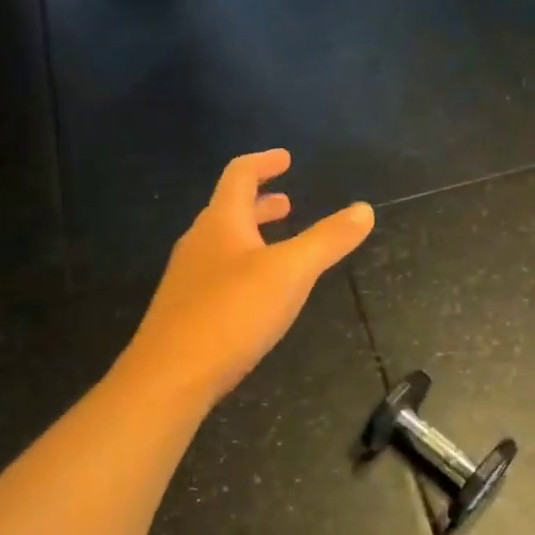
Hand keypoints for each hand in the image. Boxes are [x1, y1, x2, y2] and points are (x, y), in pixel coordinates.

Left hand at [126, 150, 374, 406]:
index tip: (286, 158)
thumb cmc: (232, 313)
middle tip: (287, 202)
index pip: (239, 175)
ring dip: (252, 234)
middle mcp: (199, 242)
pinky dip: (244, 265)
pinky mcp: (186, 310)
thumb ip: (327, 240)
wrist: (170, 376)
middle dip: (260, 202)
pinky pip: (219, 273)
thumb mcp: (290, 273)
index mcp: (221, 222)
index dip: (264, 162)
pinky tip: (259, 293)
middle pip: (229, 209)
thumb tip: (364, 209)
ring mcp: (188, 278)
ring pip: (224, 243)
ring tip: (279, 243)